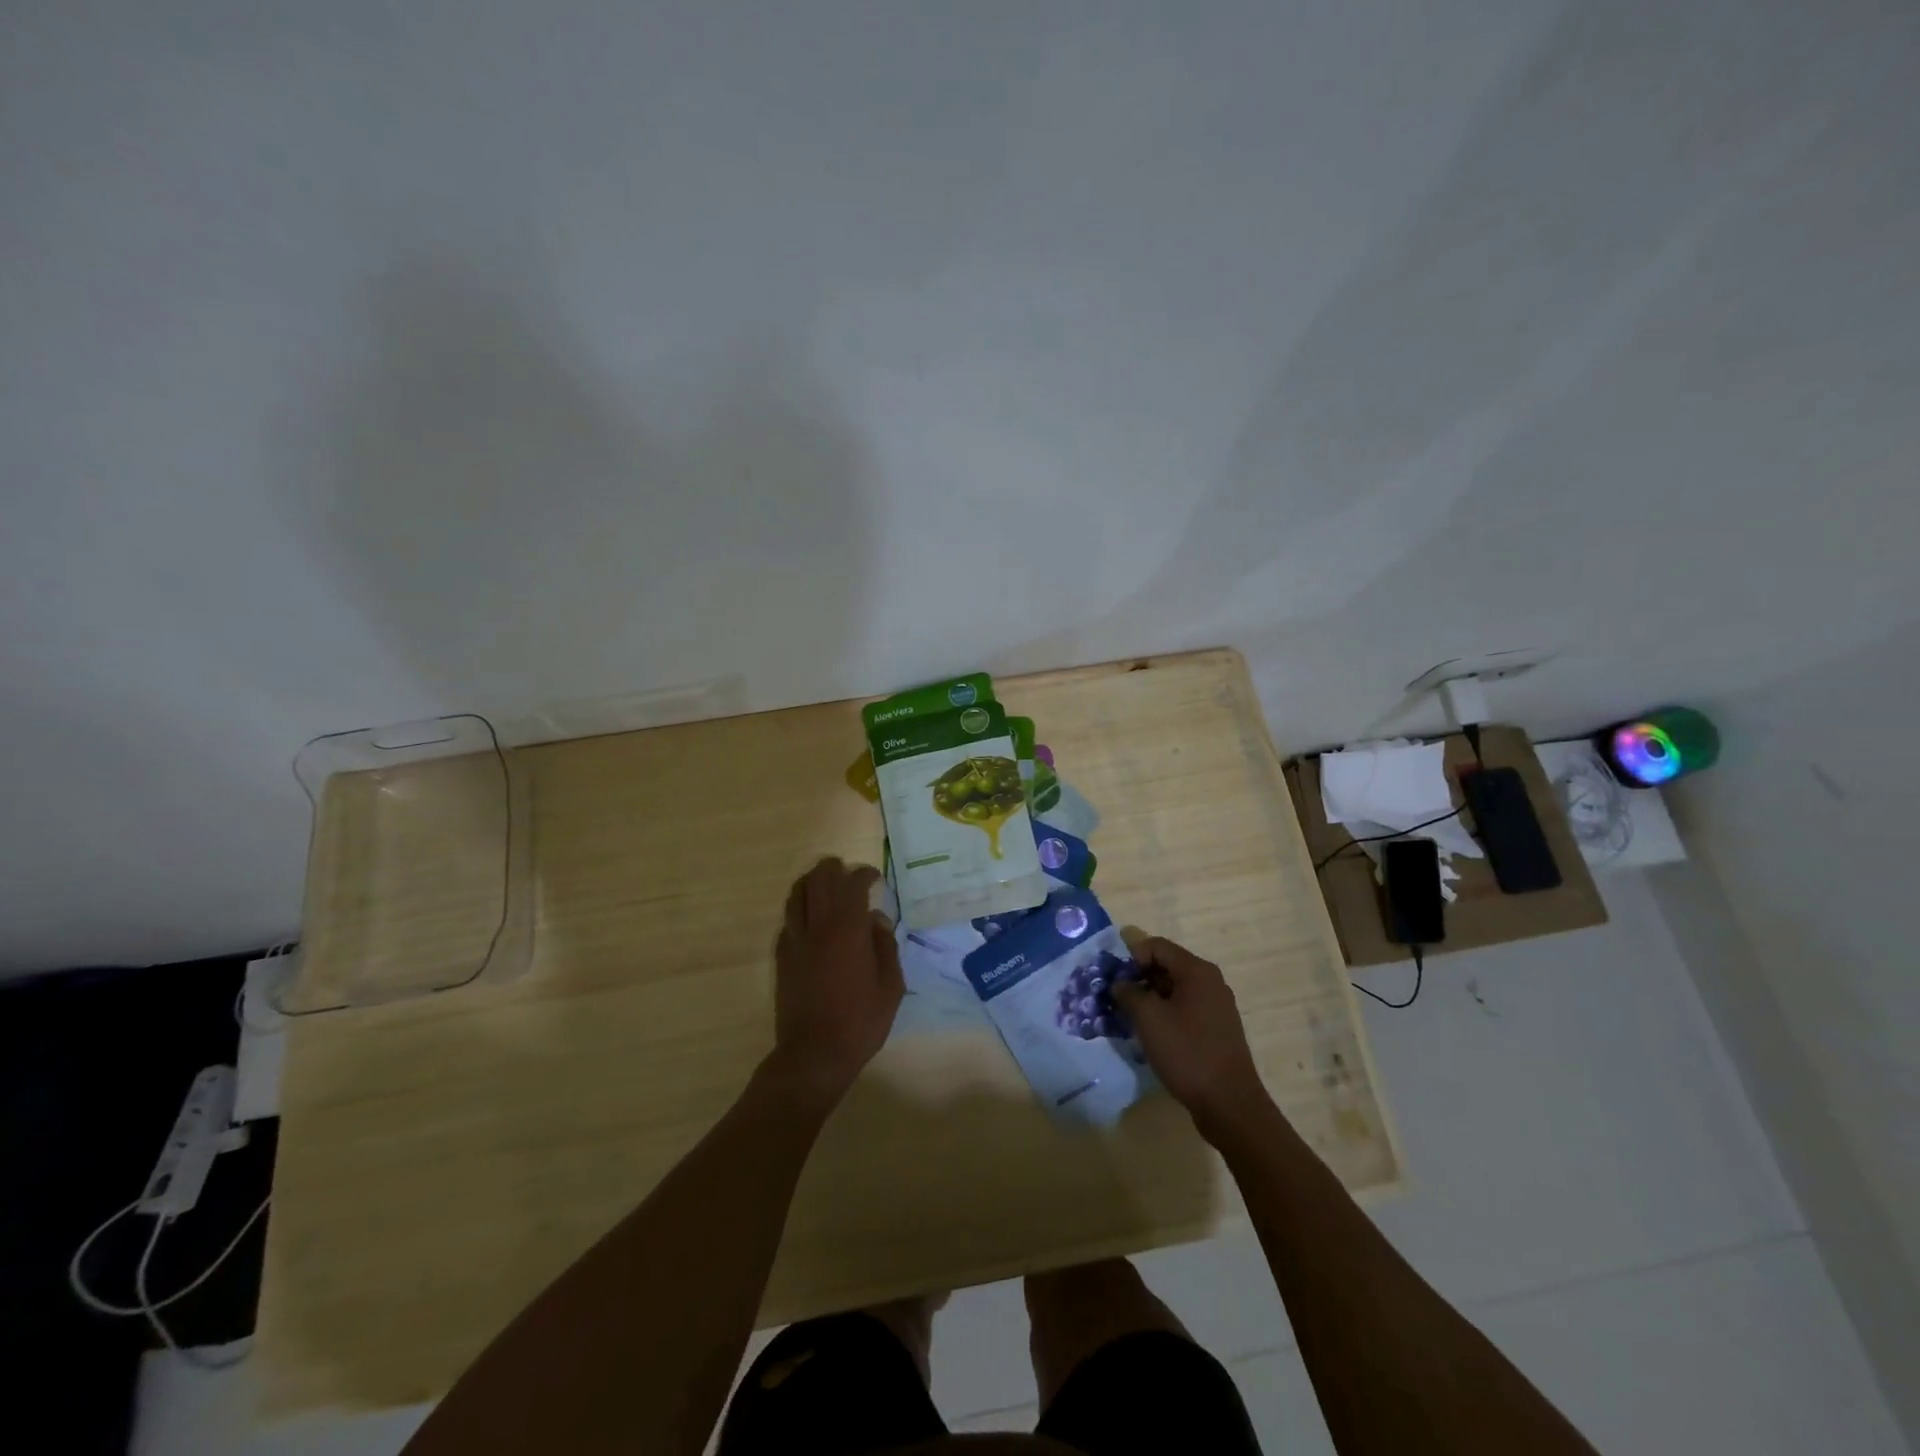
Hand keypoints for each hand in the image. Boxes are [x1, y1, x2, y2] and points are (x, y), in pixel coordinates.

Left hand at [767, 857, 903, 1105]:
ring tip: (824, 884)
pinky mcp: (782, 958)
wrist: (814, 1054)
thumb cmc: (860, 1021)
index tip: (875, 878)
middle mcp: (818, 927)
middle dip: (834, 869)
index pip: (853, 885)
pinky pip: (787, 921)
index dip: (864, 875)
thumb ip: (886, 946)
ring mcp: (795, 941)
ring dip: (811, 882)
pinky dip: (799, 910)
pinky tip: (810, 920)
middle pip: (819, 880)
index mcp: (848, 930)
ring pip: (797, 895)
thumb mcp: (890, 986)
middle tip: (847, 872)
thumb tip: (877, 920)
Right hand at [1113, 933, 1271, 1136]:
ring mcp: (1217, 1006)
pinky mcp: (1217, 1029)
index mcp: (1197, 971)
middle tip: (1118, 1001)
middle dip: (1139, 979)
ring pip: (1175, 990)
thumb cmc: (1187, 1052)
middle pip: (1166, 966)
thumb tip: (1120, 983)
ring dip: (1150, 999)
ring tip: (1132, 1021)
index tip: (1115, 982)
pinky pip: (1185, 1009)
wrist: (1229, 1104)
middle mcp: (1210, 982)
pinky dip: (1166, 1015)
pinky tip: (1153, 1037)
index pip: (1156, 946)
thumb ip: (1128, 992)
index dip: (1131, 958)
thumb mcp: (1148, 1018)